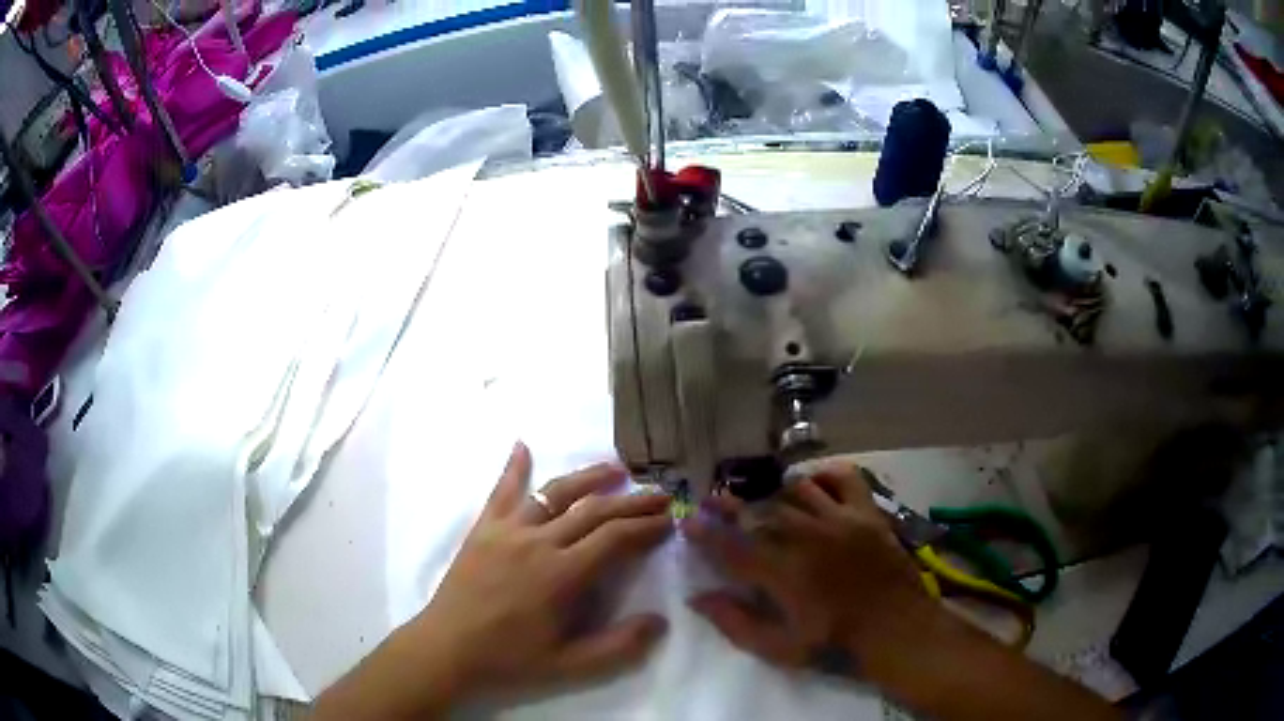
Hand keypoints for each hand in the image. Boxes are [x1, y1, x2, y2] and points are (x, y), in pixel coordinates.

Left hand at [312, 443, 672, 719]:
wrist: (447, 648)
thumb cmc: (509, 659)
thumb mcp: (569, 665)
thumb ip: (618, 646)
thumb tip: (660, 621)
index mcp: (562, 575)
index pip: (614, 539)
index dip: (645, 527)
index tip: (669, 520)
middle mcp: (538, 542)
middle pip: (593, 511)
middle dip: (632, 501)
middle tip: (661, 493)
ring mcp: (507, 531)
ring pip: (554, 493)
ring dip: (588, 478)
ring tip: (617, 468)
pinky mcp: (483, 530)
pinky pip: (501, 492)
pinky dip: (513, 468)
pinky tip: (522, 446)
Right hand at [682, 462, 935, 673]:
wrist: (897, 632)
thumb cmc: (836, 645)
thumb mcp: (780, 649)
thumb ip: (736, 623)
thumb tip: (698, 598)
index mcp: (783, 573)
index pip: (732, 546)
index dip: (706, 533)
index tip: (689, 522)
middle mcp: (807, 537)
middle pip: (760, 511)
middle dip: (730, 505)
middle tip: (712, 501)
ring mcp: (841, 520)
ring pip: (796, 490)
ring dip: (772, 492)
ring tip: (760, 498)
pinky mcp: (867, 513)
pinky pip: (843, 478)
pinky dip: (824, 475)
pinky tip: (812, 484)